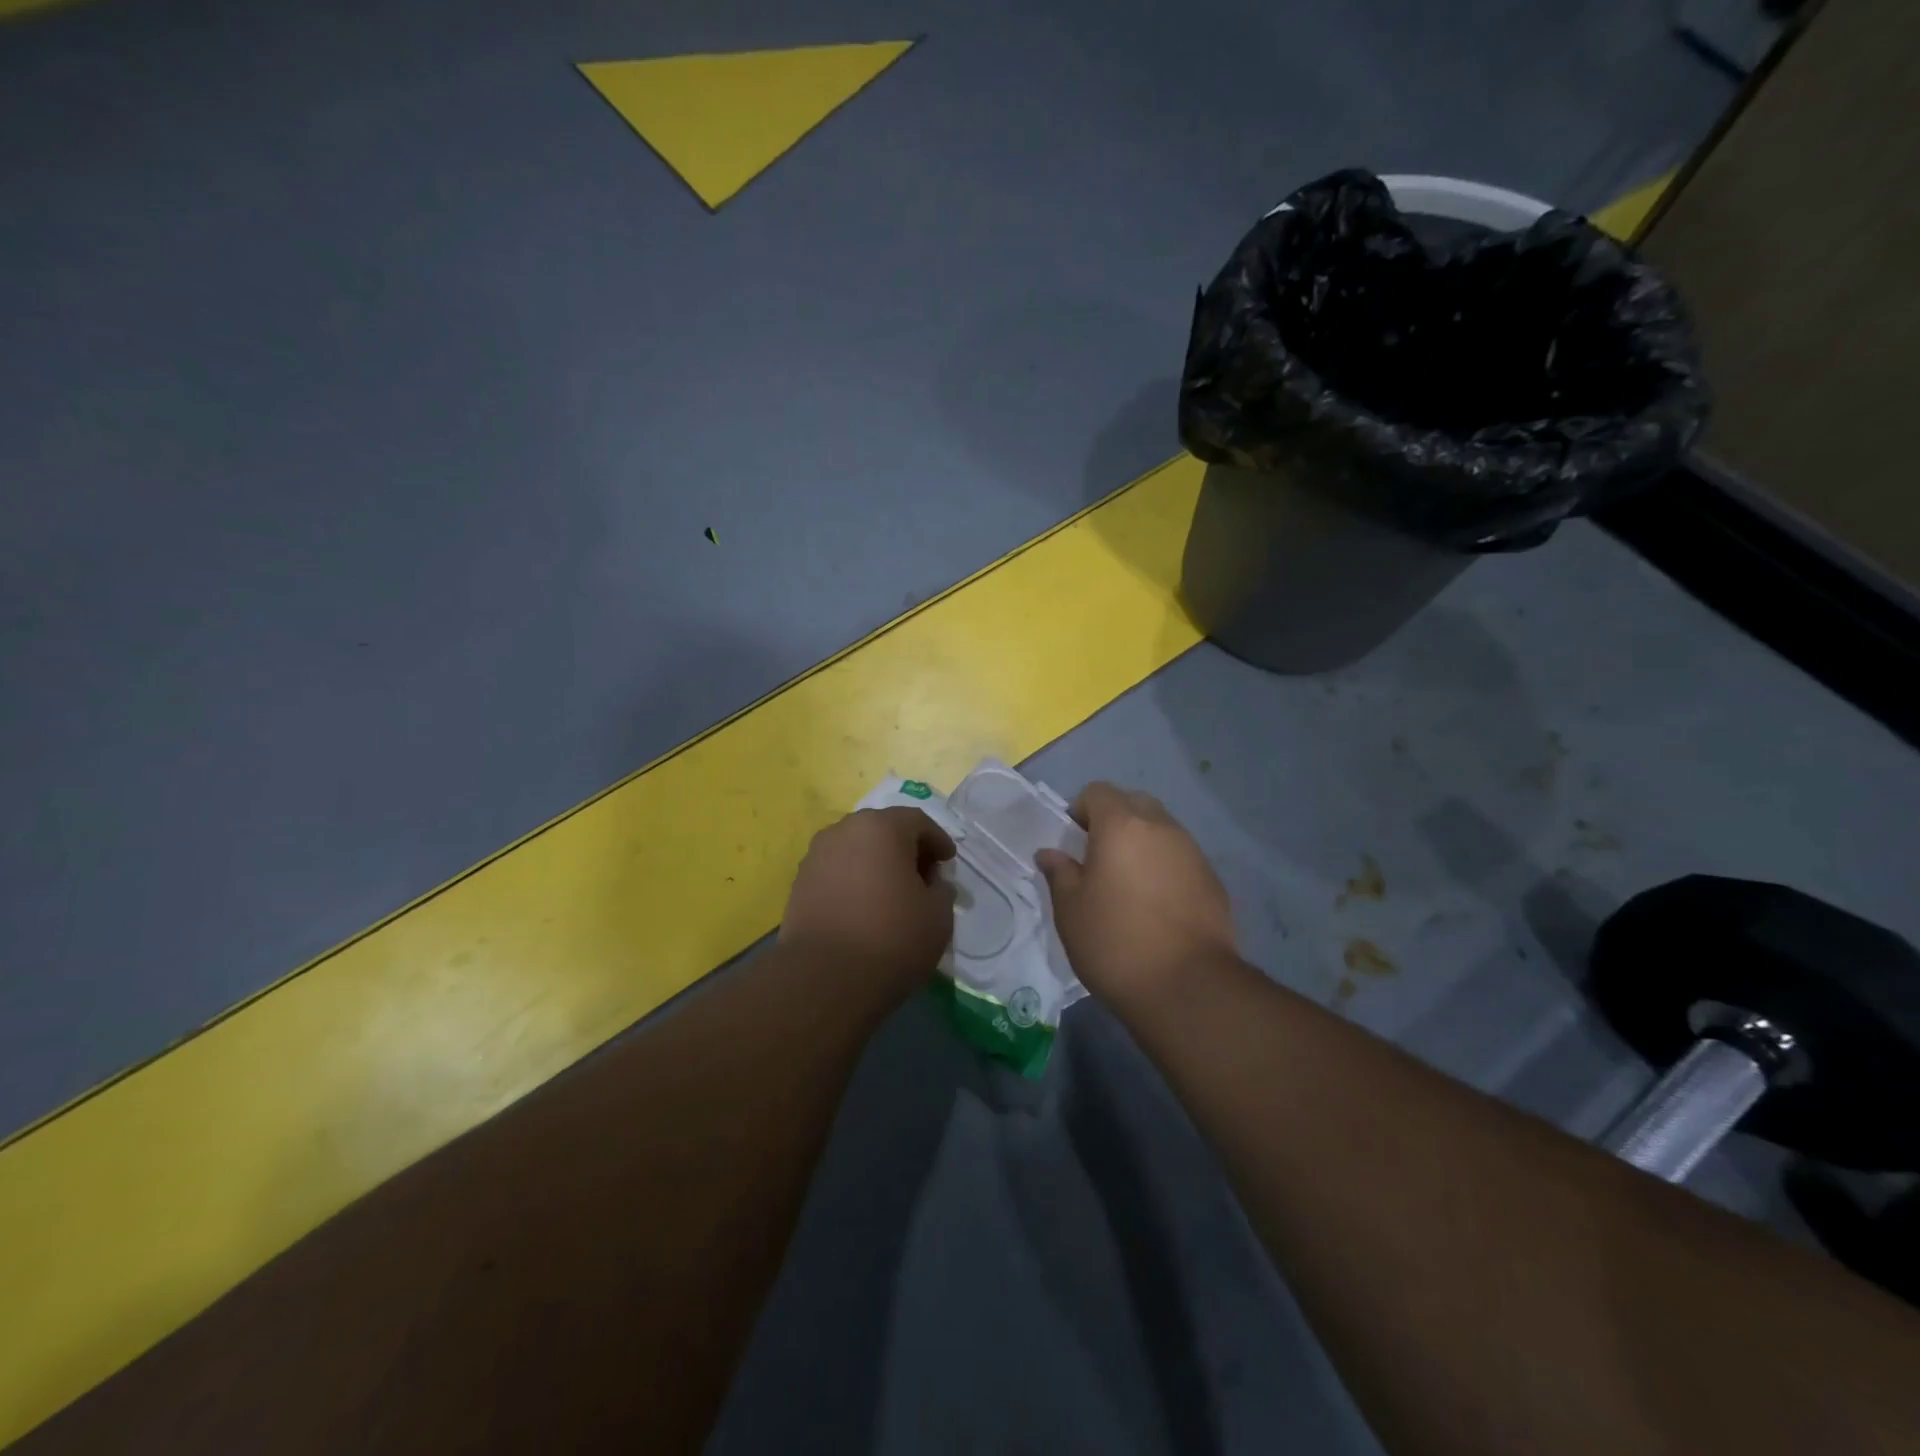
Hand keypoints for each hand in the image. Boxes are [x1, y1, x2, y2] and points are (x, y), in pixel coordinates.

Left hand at [779, 807, 956, 1002]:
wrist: (823, 979)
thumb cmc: (891, 938)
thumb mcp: (938, 915)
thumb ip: (941, 889)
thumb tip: (931, 883)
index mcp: (881, 827)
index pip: (918, 821)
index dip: (937, 840)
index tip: (947, 862)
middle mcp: (844, 830)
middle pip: (883, 830)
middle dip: (905, 849)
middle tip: (922, 876)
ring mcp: (816, 856)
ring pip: (856, 850)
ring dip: (876, 864)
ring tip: (891, 895)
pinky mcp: (799, 884)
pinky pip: (836, 872)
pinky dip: (854, 881)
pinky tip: (863, 908)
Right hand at [1036, 783, 1237, 1007]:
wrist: (1188, 987)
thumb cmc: (1115, 941)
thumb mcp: (1070, 910)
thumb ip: (1059, 873)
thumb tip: (1051, 853)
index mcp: (1122, 825)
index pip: (1097, 792)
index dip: (1080, 811)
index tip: (1073, 843)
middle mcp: (1162, 828)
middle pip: (1134, 804)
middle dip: (1114, 821)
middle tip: (1098, 859)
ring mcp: (1193, 852)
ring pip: (1162, 830)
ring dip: (1142, 844)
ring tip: (1128, 886)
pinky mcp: (1214, 881)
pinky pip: (1181, 858)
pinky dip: (1165, 868)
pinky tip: (1156, 907)